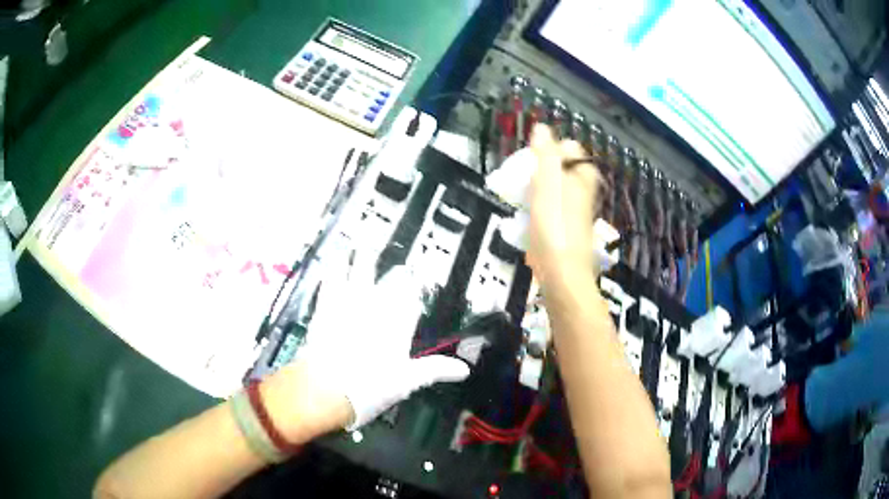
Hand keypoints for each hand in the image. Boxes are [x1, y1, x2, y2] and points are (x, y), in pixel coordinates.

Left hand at [266, 246, 469, 439]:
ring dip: (363, 259)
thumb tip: (464, 370)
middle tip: (399, 264)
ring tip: (364, 243)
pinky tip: (334, 261)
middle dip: (396, 273)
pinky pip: (331, 281)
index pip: (411, 300)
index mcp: (397, 324)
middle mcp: (376, 308)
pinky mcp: (326, 307)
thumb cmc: (371, 386)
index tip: (419, 281)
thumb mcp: (407, 382)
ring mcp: (349, 304)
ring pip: (358, 273)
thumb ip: (435, 370)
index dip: (415, 290)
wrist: (327, 387)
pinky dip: (334, 269)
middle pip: (388, 282)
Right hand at [527, 125, 601, 285]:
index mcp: (582, 177)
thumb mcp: (548, 183)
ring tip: (520, 196)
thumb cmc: (554, 225)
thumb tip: (541, 128)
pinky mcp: (566, 230)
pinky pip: (551, 209)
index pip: (569, 148)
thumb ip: (546, 154)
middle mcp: (583, 192)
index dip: (549, 149)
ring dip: (537, 188)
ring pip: (555, 188)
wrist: (562, 273)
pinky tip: (526, 217)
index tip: (530, 159)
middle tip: (522, 178)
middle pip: (562, 168)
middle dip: (540, 169)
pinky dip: (538, 208)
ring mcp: (575, 212)